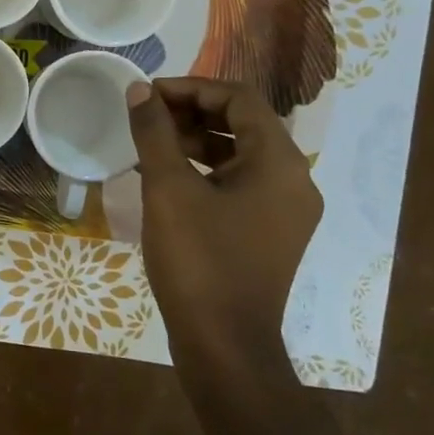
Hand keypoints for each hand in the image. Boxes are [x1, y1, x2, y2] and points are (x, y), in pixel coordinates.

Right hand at [128, 77, 322, 374]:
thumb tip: (139, 90)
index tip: (148, 95)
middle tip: (146, 116)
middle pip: (243, 124)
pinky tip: (167, 179)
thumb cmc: (199, 261)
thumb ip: (154, 133)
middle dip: (192, 112)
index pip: (238, 99)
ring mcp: (285, 210)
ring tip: (151, 143)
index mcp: (279, 162)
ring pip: (241, 155)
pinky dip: (206, 171)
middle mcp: (294, 179)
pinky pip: (240, 184)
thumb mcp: (168, 189)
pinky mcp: (271, 233)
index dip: (191, 88)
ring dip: (197, 141)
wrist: (225, 347)